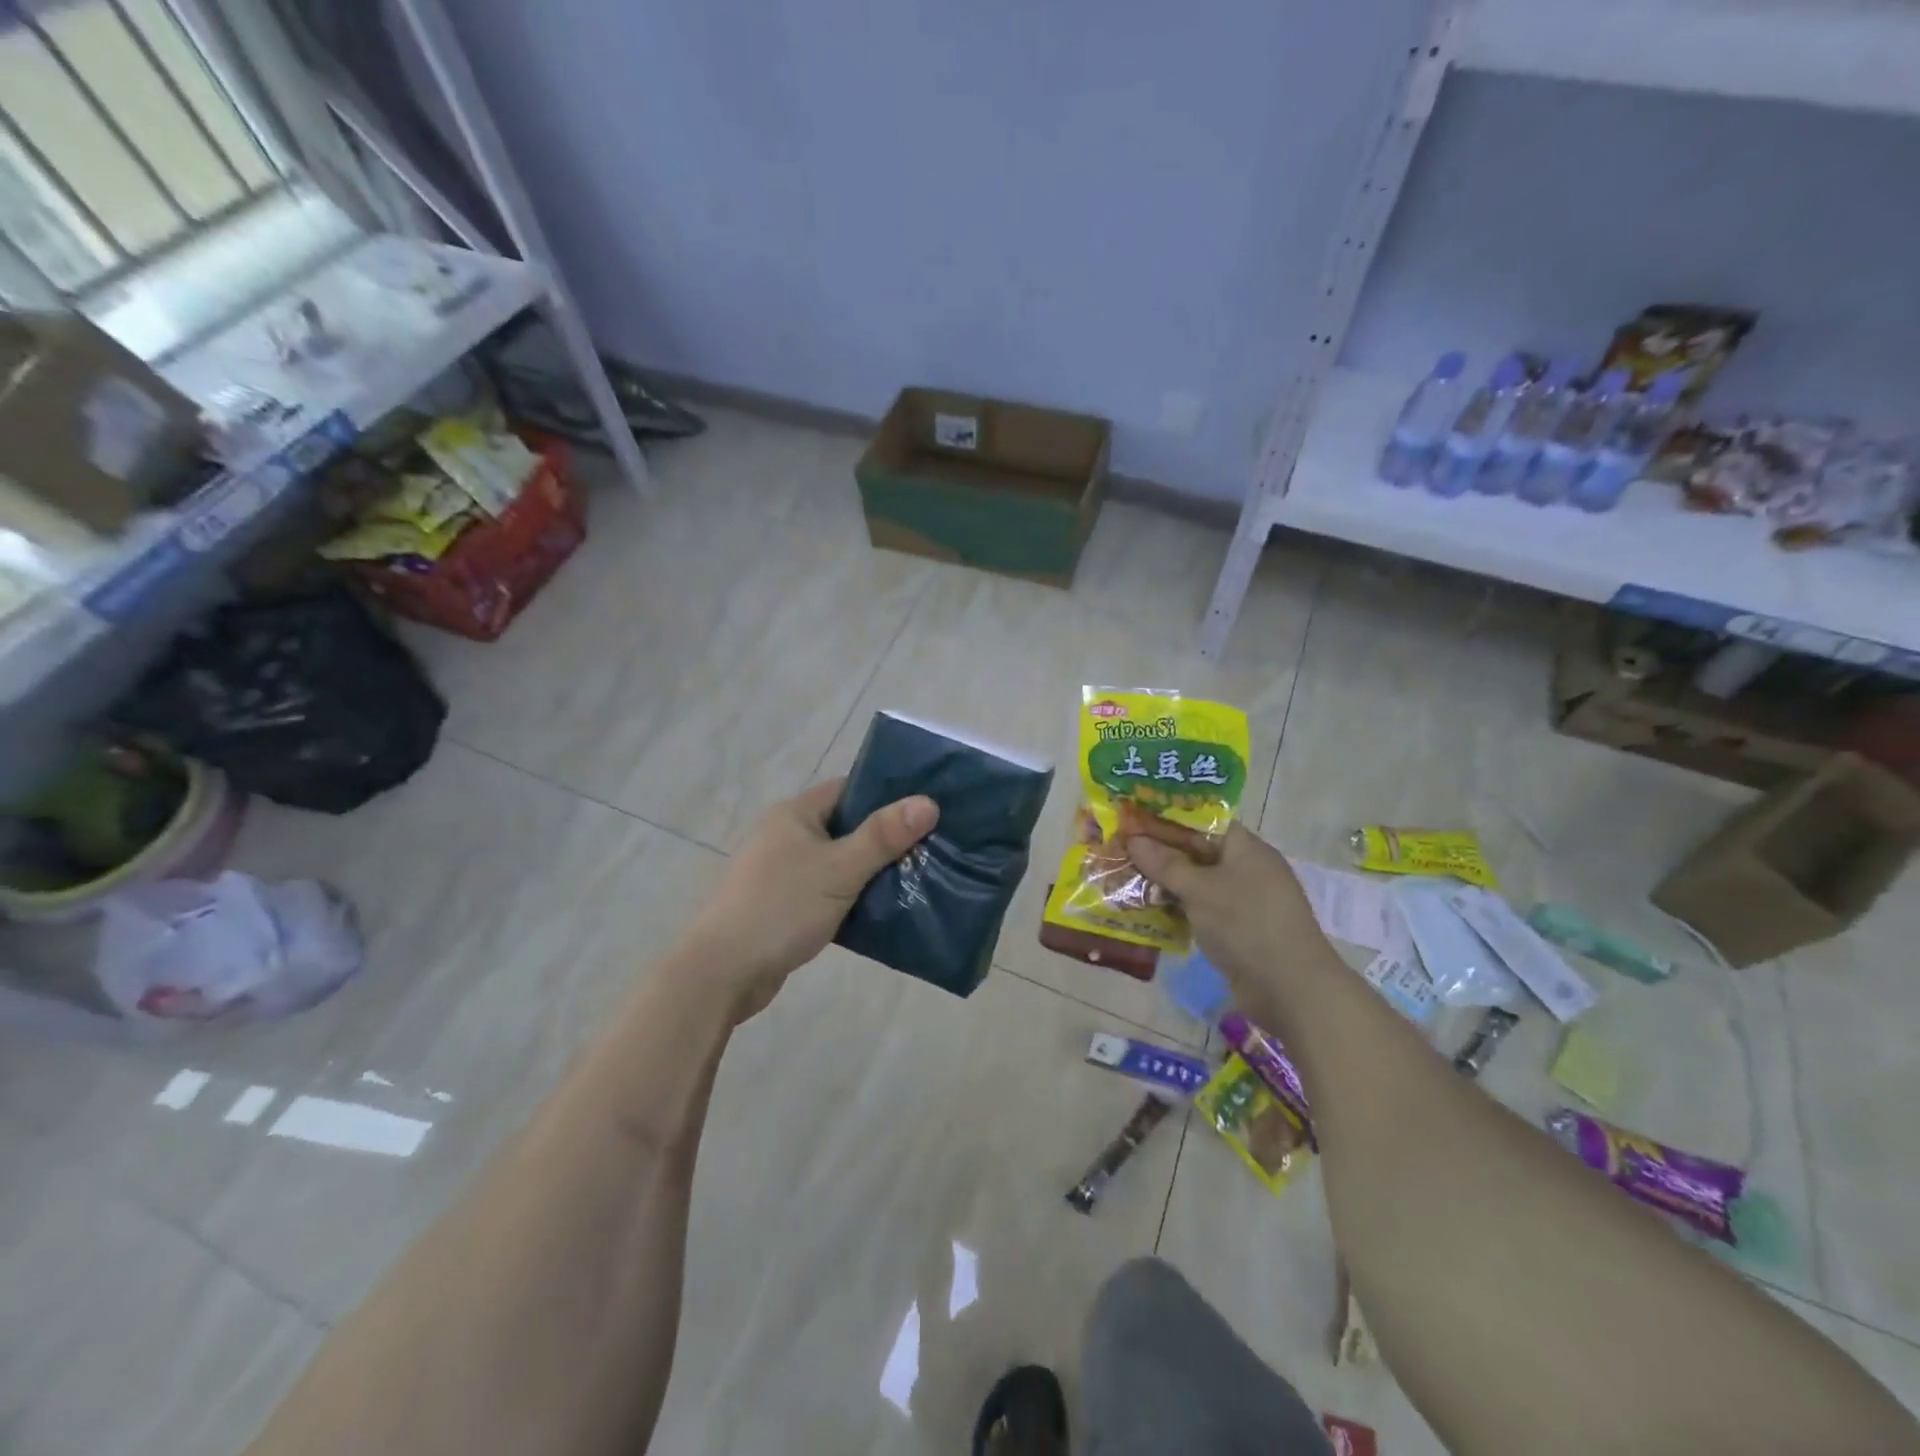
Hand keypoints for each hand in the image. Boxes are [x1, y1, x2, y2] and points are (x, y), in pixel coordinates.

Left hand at [681, 778, 938, 1020]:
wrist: (722, 972)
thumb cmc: (781, 908)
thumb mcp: (839, 869)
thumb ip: (883, 836)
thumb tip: (928, 802)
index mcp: (796, 814)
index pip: (850, 789)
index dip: (888, 795)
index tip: (928, 808)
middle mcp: (787, 835)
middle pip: (848, 826)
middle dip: (887, 838)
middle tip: (932, 847)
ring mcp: (784, 871)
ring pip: (840, 862)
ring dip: (872, 871)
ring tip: (919, 877)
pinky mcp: (785, 905)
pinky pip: (829, 891)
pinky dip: (854, 897)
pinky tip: (885, 909)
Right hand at [1126, 824, 1323, 996]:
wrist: (1291, 989)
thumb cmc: (1246, 924)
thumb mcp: (1200, 890)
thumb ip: (1165, 864)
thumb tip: (1134, 838)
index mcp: (1244, 847)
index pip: (1202, 820)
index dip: (1167, 817)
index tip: (1132, 818)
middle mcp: (1245, 868)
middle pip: (1196, 851)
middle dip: (1159, 852)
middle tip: (1119, 849)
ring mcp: (1242, 900)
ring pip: (1196, 882)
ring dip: (1164, 882)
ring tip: (1124, 879)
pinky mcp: (1236, 928)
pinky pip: (1200, 908)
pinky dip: (1176, 908)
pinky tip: (1146, 911)